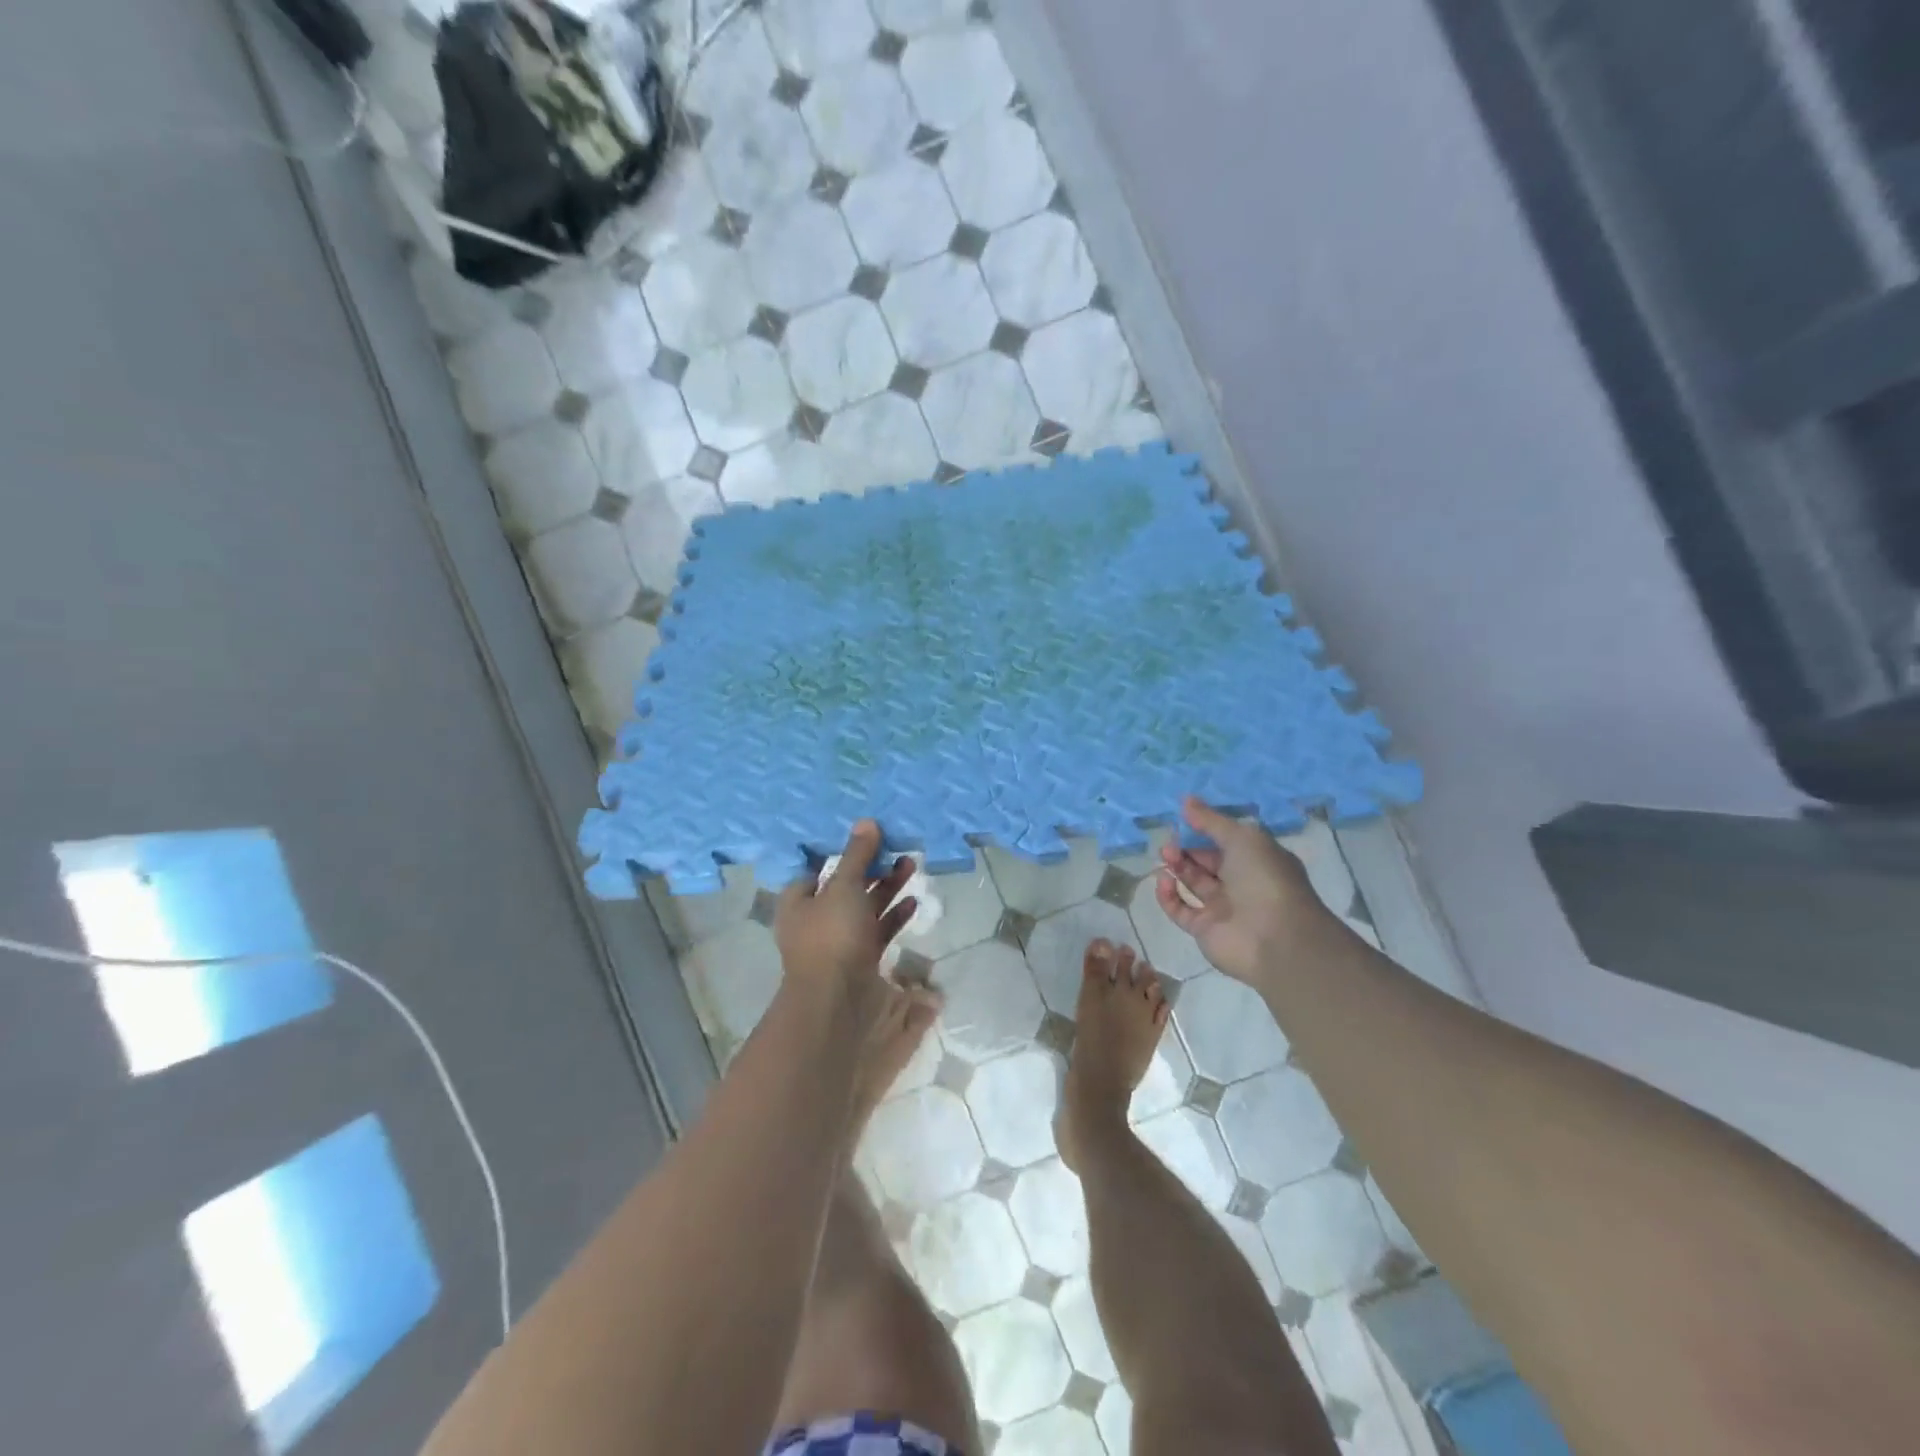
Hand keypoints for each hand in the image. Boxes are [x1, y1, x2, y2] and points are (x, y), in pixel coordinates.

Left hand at [774, 820, 917, 1015]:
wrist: (837, 1002)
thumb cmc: (832, 935)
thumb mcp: (843, 886)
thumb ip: (857, 855)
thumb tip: (866, 821)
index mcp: (798, 903)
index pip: (816, 872)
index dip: (839, 856)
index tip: (865, 842)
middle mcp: (815, 923)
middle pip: (845, 889)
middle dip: (871, 869)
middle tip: (897, 851)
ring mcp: (838, 945)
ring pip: (864, 910)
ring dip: (887, 889)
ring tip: (912, 867)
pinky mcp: (860, 963)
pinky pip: (878, 933)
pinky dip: (893, 917)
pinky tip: (912, 904)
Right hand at [1155, 797, 1334, 985]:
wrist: (1277, 939)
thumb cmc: (1265, 879)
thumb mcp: (1242, 838)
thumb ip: (1211, 821)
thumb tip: (1186, 800)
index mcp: (1256, 860)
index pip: (1225, 841)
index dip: (1203, 831)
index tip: (1181, 821)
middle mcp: (1240, 883)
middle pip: (1205, 862)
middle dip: (1185, 850)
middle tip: (1167, 843)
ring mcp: (1222, 908)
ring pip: (1192, 883)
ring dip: (1176, 868)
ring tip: (1165, 857)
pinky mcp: (1204, 929)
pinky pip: (1180, 910)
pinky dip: (1168, 896)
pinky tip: (1163, 881)